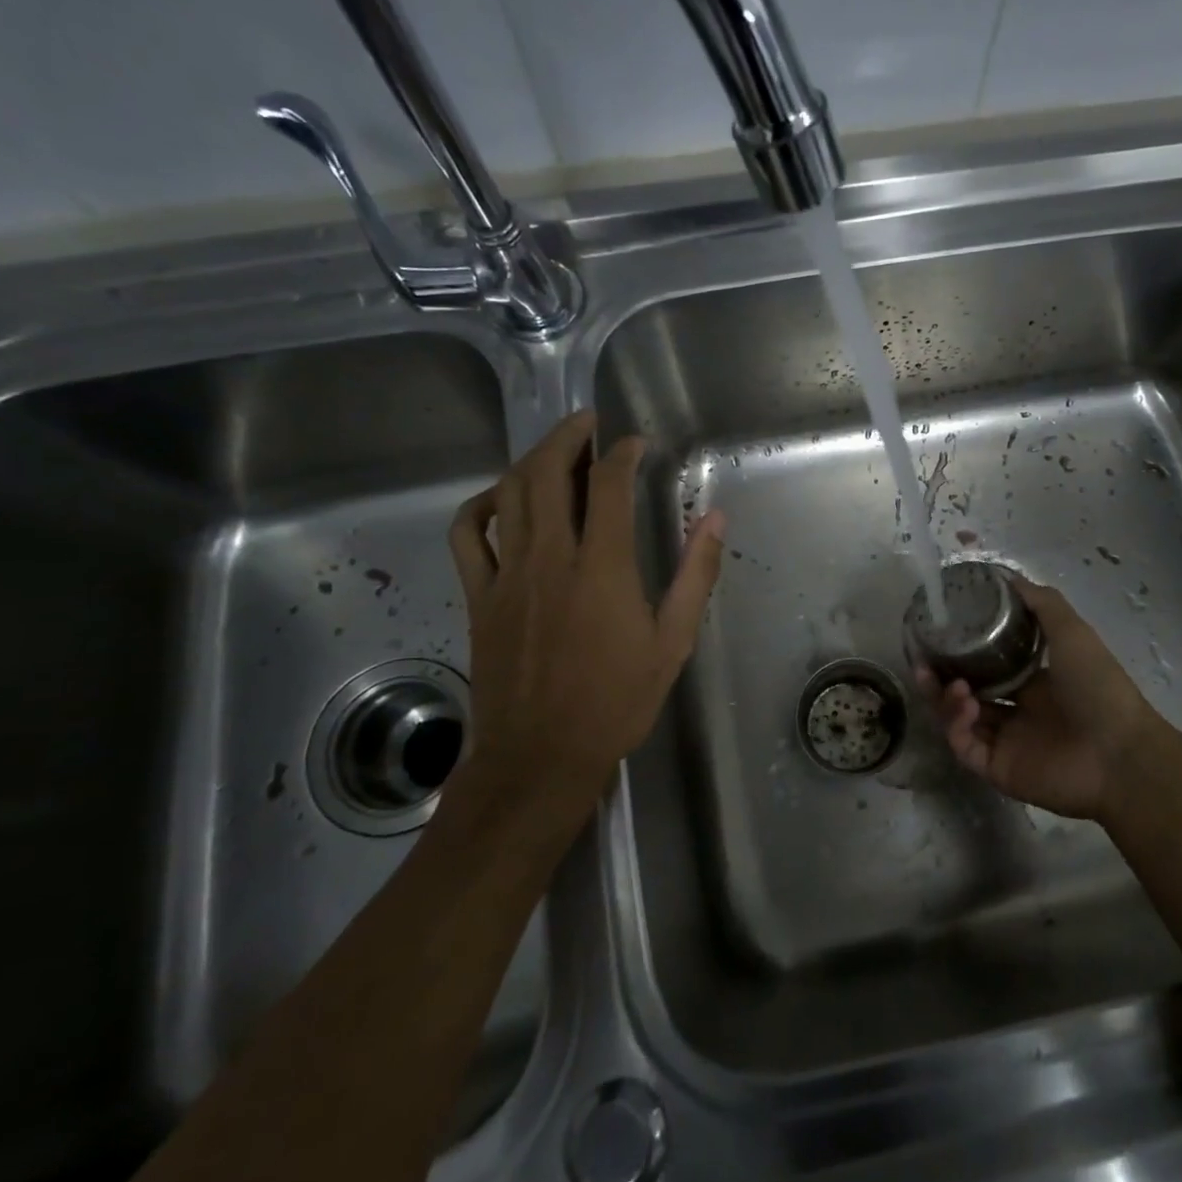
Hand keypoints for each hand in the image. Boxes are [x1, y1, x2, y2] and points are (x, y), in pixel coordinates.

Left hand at [446, 411, 724, 813]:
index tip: (635, 443)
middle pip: (547, 473)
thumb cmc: (615, 702)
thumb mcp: (672, 643)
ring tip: (554, 450)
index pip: (609, 485)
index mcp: (601, 568)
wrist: (540, 757)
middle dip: (568, 437)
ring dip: (530, 460)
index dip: (622, 453)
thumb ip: (694, 575)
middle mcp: (549, 558)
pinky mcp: (479, 596)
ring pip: (508, 494)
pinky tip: (501, 500)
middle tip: (588, 424)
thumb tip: (715, 520)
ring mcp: (507, 575)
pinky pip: (466, 535)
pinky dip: (480, 505)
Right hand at [920, 579, 1172, 821]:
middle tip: (922, 663)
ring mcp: (1005, 743)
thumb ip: (1041, 603)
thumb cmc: (1098, 687)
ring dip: (945, 699)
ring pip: (958, 720)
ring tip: (952, 685)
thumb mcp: (1072, 631)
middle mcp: (1016, 712)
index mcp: (1033, 683)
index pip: (985, 667)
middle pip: (964, 694)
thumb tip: (1006, 575)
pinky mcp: (997, 770)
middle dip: (939, 678)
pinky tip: (967, 707)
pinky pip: (964, 747)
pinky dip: (957, 726)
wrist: (1119, 753)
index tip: (938, 636)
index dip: (960, 654)